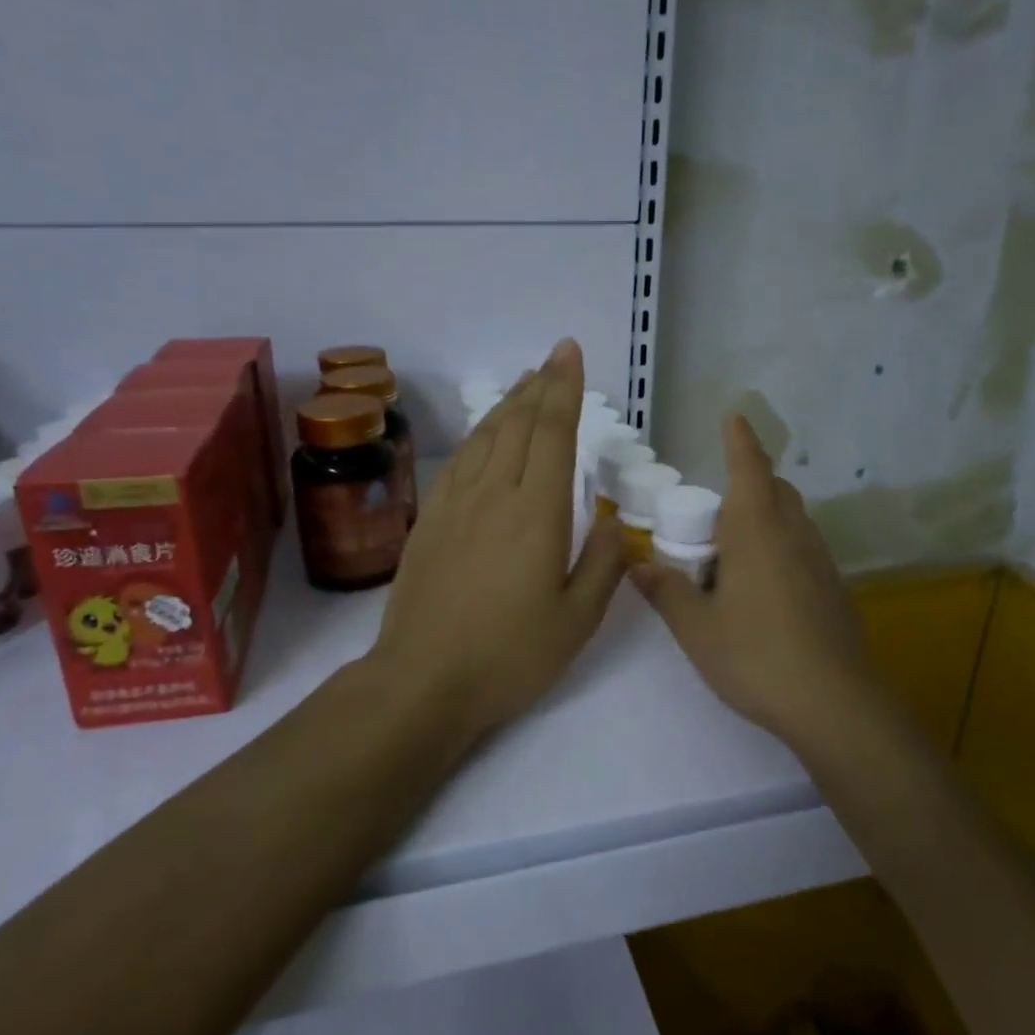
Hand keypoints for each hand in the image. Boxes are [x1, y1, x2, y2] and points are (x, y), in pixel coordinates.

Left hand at [366, 339, 625, 738]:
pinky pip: (459, 461)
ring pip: (486, 436)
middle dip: (541, 385)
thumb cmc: (510, 655)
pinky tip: (485, 432)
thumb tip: (611, 521)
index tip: (571, 355)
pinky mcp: (431, 519)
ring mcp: (456, 504)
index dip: (564, 389)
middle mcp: (495, 494)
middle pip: (519, 424)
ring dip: (509, 403)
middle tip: (555, 357)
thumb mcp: (578, 621)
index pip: (554, 433)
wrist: (423, 679)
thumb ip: (604, 565)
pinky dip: (478, 434)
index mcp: (537, 513)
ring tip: (526, 381)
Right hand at [630, 415, 881, 747]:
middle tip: (713, 512)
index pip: (749, 467)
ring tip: (731, 553)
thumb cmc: (756, 655)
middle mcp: (794, 534)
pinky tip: (761, 588)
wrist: (835, 704)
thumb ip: (665, 590)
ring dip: (765, 517)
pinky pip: (803, 548)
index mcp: (757, 530)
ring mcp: (820, 562)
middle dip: (749, 482)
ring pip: (793, 519)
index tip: (733, 417)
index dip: (739, 440)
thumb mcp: (696, 628)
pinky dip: (780, 547)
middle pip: (775, 490)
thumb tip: (637, 565)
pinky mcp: (834, 589)